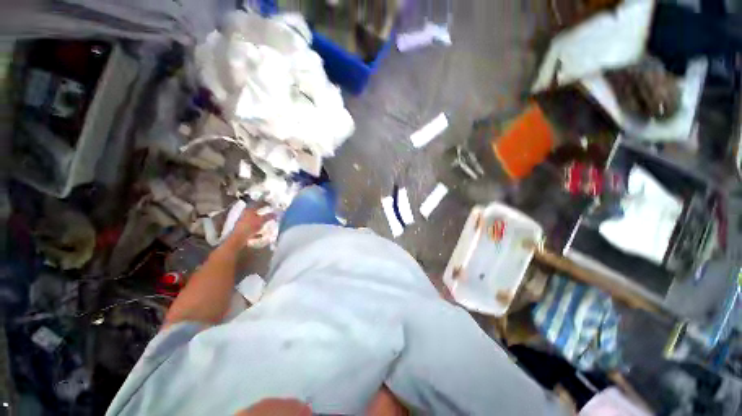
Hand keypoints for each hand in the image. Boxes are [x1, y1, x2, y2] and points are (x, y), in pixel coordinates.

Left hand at [226, 204, 274, 247]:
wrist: (238, 237)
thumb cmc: (250, 226)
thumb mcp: (261, 220)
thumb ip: (269, 216)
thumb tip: (276, 213)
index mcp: (249, 210)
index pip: (258, 204)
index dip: (264, 203)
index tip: (270, 204)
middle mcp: (245, 214)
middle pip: (254, 211)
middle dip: (261, 211)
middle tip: (267, 211)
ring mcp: (243, 222)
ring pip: (252, 219)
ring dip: (258, 220)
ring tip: (265, 221)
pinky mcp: (242, 229)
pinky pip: (251, 228)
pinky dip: (256, 230)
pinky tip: (261, 234)